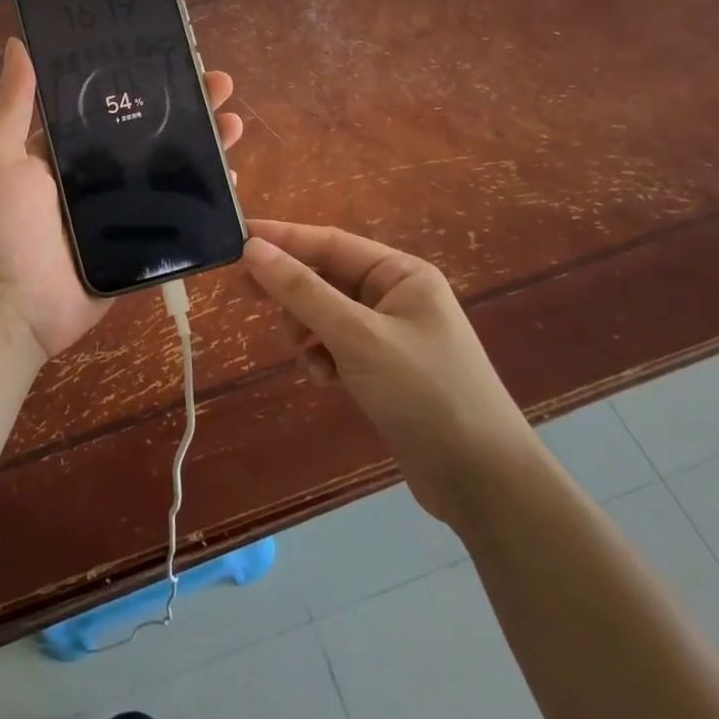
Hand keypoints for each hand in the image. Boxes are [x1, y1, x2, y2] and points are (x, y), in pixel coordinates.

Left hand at [0, 37, 243, 360]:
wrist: (16, 310)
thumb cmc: (1, 229)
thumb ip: (11, 106)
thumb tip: (19, 44)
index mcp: (64, 145)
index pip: (109, 100)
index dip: (141, 75)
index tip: (173, 52)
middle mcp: (97, 169)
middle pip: (150, 128)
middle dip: (187, 103)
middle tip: (219, 83)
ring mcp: (122, 205)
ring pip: (171, 164)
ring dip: (205, 141)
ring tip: (233, 122)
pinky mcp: (142, 238)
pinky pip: (179, 210)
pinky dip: (206, 192)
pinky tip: (231, 175)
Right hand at [242, 219, 535, 521]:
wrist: (481, 482)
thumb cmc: (424, 392)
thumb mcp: (356, 336)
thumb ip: (302, 291)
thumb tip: (252, 248)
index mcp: (401, 273)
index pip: (330, 242)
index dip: (282, 238)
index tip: (237, 237)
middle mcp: (396, 296)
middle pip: (326, 277)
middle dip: (291, 290)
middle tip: (246, 294)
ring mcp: (390, 334)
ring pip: (326, 314)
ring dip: (306, 330)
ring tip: (304, 354)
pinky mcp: (383, 369)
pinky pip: (336, 346)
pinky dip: (322, 357)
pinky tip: (325, 379)